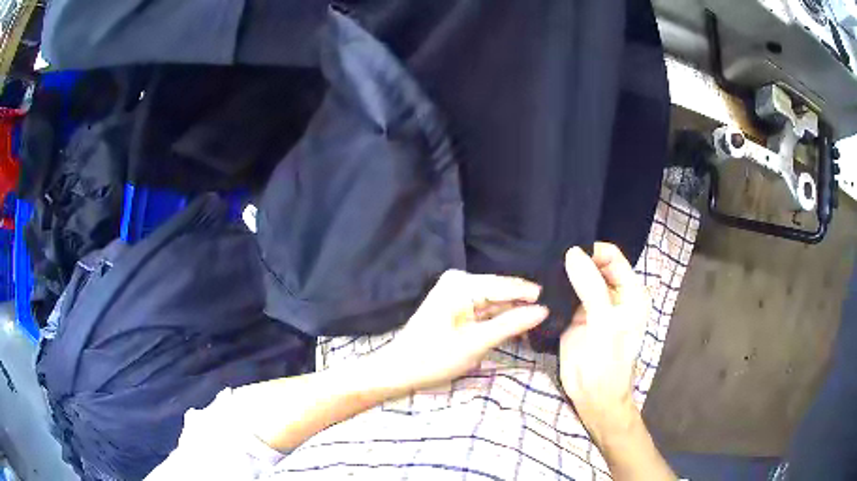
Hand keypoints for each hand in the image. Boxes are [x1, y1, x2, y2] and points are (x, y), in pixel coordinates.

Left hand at [380, 270, 548, 391]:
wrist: (399, 371)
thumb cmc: (434, 358)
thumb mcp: (476, 343)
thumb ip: (511, 325)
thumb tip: (544, 310)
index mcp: (461, 284)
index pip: (506, 285)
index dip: (532, 295)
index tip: (560, 301)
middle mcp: (460, 282)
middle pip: (502, 292)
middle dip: (524, 305)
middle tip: (555, 314)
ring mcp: (457, 294)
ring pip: (495, 303)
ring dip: (514, 314)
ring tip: (543, 321)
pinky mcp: (457, 307)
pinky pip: (485, 310)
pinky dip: (500, 320)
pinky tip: (519, 327)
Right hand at [559, 243, 649, 440]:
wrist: (593, 397)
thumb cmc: (609, 363)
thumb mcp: (604, 324)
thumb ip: (591, 287)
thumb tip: (572, 252)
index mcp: (630, 292)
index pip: (612, 257)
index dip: (592, 251)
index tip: (567, 254)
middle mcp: (612, 294)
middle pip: (594, 264)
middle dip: (575, 260)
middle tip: (550, 259)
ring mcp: (593, 305)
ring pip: (577, 278)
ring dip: (563, 274)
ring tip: (543, 270)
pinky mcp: (575, 316)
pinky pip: (565, 295)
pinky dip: (555, 289)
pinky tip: (541, 286)